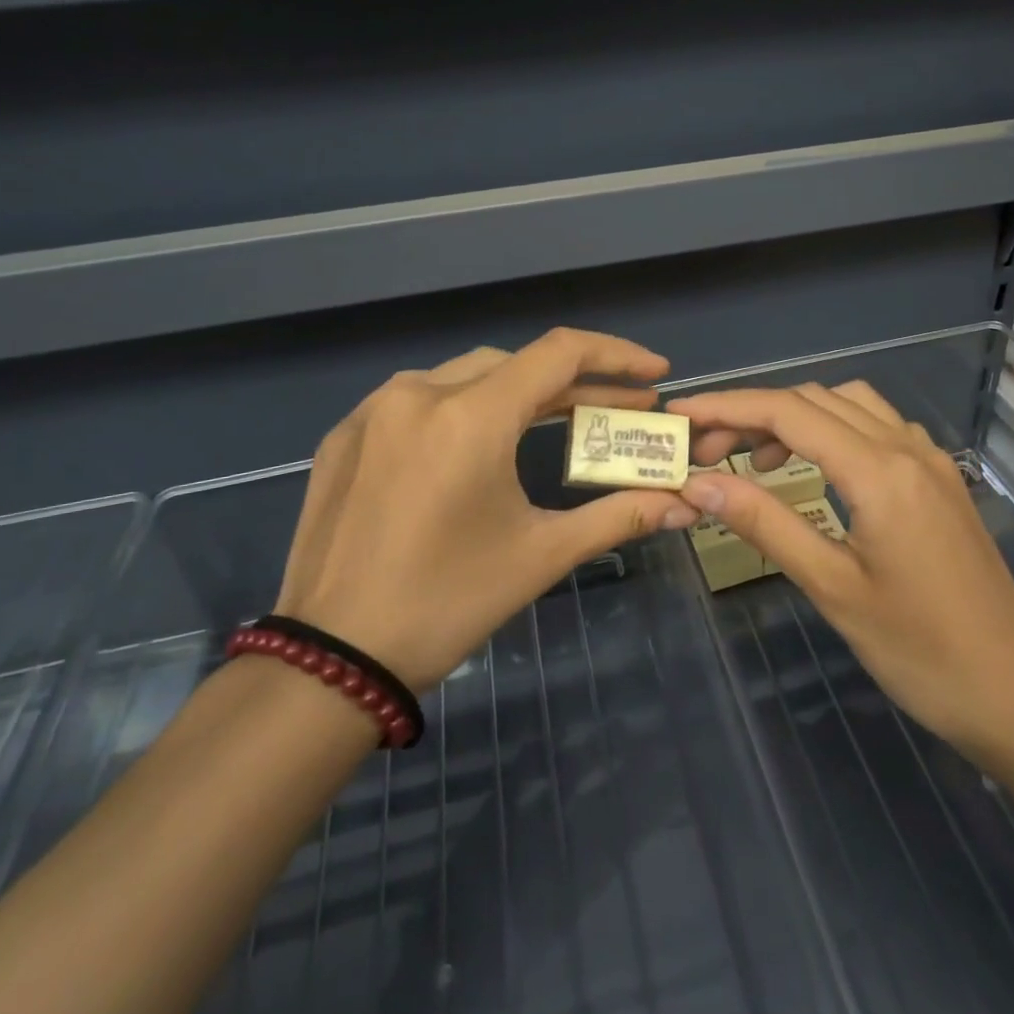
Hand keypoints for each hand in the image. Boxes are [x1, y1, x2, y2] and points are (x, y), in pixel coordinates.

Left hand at [275, 329, 699, 691]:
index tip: (655, 373)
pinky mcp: (345, 435)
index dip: (616, 355)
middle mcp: (418, 393)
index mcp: (469, 416)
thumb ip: (618, 516)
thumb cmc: (447, 602)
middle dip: (574, 383)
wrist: (331, 660)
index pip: (559, 353)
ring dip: (518, 394)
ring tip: (555, 423)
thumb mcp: (541, 554)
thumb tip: (683, 505)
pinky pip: (418, 401)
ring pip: (465, 377)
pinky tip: (478, 446)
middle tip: (617, 410)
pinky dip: (463, 410)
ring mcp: (373, 411)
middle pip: (516, 364)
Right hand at [671, 381, 1013, 763]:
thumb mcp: (831, 586)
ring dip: (796, 418)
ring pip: (850, 406)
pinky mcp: (940, 480)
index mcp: (880, 471)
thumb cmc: (920, 650)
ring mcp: (930, 461)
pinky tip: (817, 471)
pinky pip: (879, 428)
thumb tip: (698, 483)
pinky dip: (834, 431)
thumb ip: (764, 523)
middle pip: (816, 399)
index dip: (727, 406)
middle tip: (708, 453)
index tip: (680, 413)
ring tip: (756, 461)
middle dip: (754, 413)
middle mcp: (908, 448)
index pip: (788, 412)